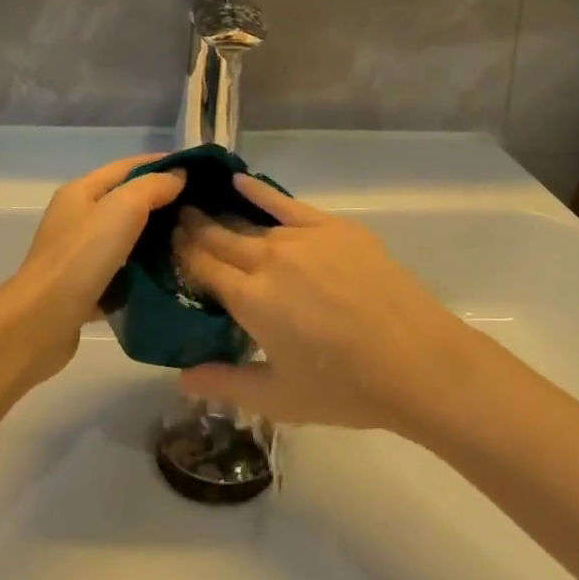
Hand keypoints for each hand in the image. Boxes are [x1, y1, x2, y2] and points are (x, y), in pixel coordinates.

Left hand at [0, 154, 185, 382]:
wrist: (42, 323)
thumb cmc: (81, 257)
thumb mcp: (122, 209)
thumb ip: (152, 187)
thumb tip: (178, 176)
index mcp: (81, 192)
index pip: (128, 166)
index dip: (162, 164)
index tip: (198, 171)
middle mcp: (77, 218)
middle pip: (126, 201)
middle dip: (162, 201)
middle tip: (201, 209)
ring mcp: (78, 255)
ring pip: (125, 238)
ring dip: (154, 237)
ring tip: (191, 240)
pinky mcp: (84, 288)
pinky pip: (121, 271)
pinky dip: (142, 271)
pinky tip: (168, 275)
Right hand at [170, 175, 480, 431]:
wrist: (415, 360)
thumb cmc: (345, 388)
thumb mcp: (279, 397)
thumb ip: (225, 383)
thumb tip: (181, 378)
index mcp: (249, 299)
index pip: (202, 266)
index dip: (180, 253)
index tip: (163, 242)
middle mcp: (267, 259)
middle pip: (220, 237)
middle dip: (194, 228)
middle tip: (174, 219)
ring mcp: (301, 237)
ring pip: (249, 222)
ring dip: (221, 214)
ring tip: (199, 205)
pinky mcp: (332, 227)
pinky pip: (286, 203)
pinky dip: (259, 191)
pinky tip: (240, 181)